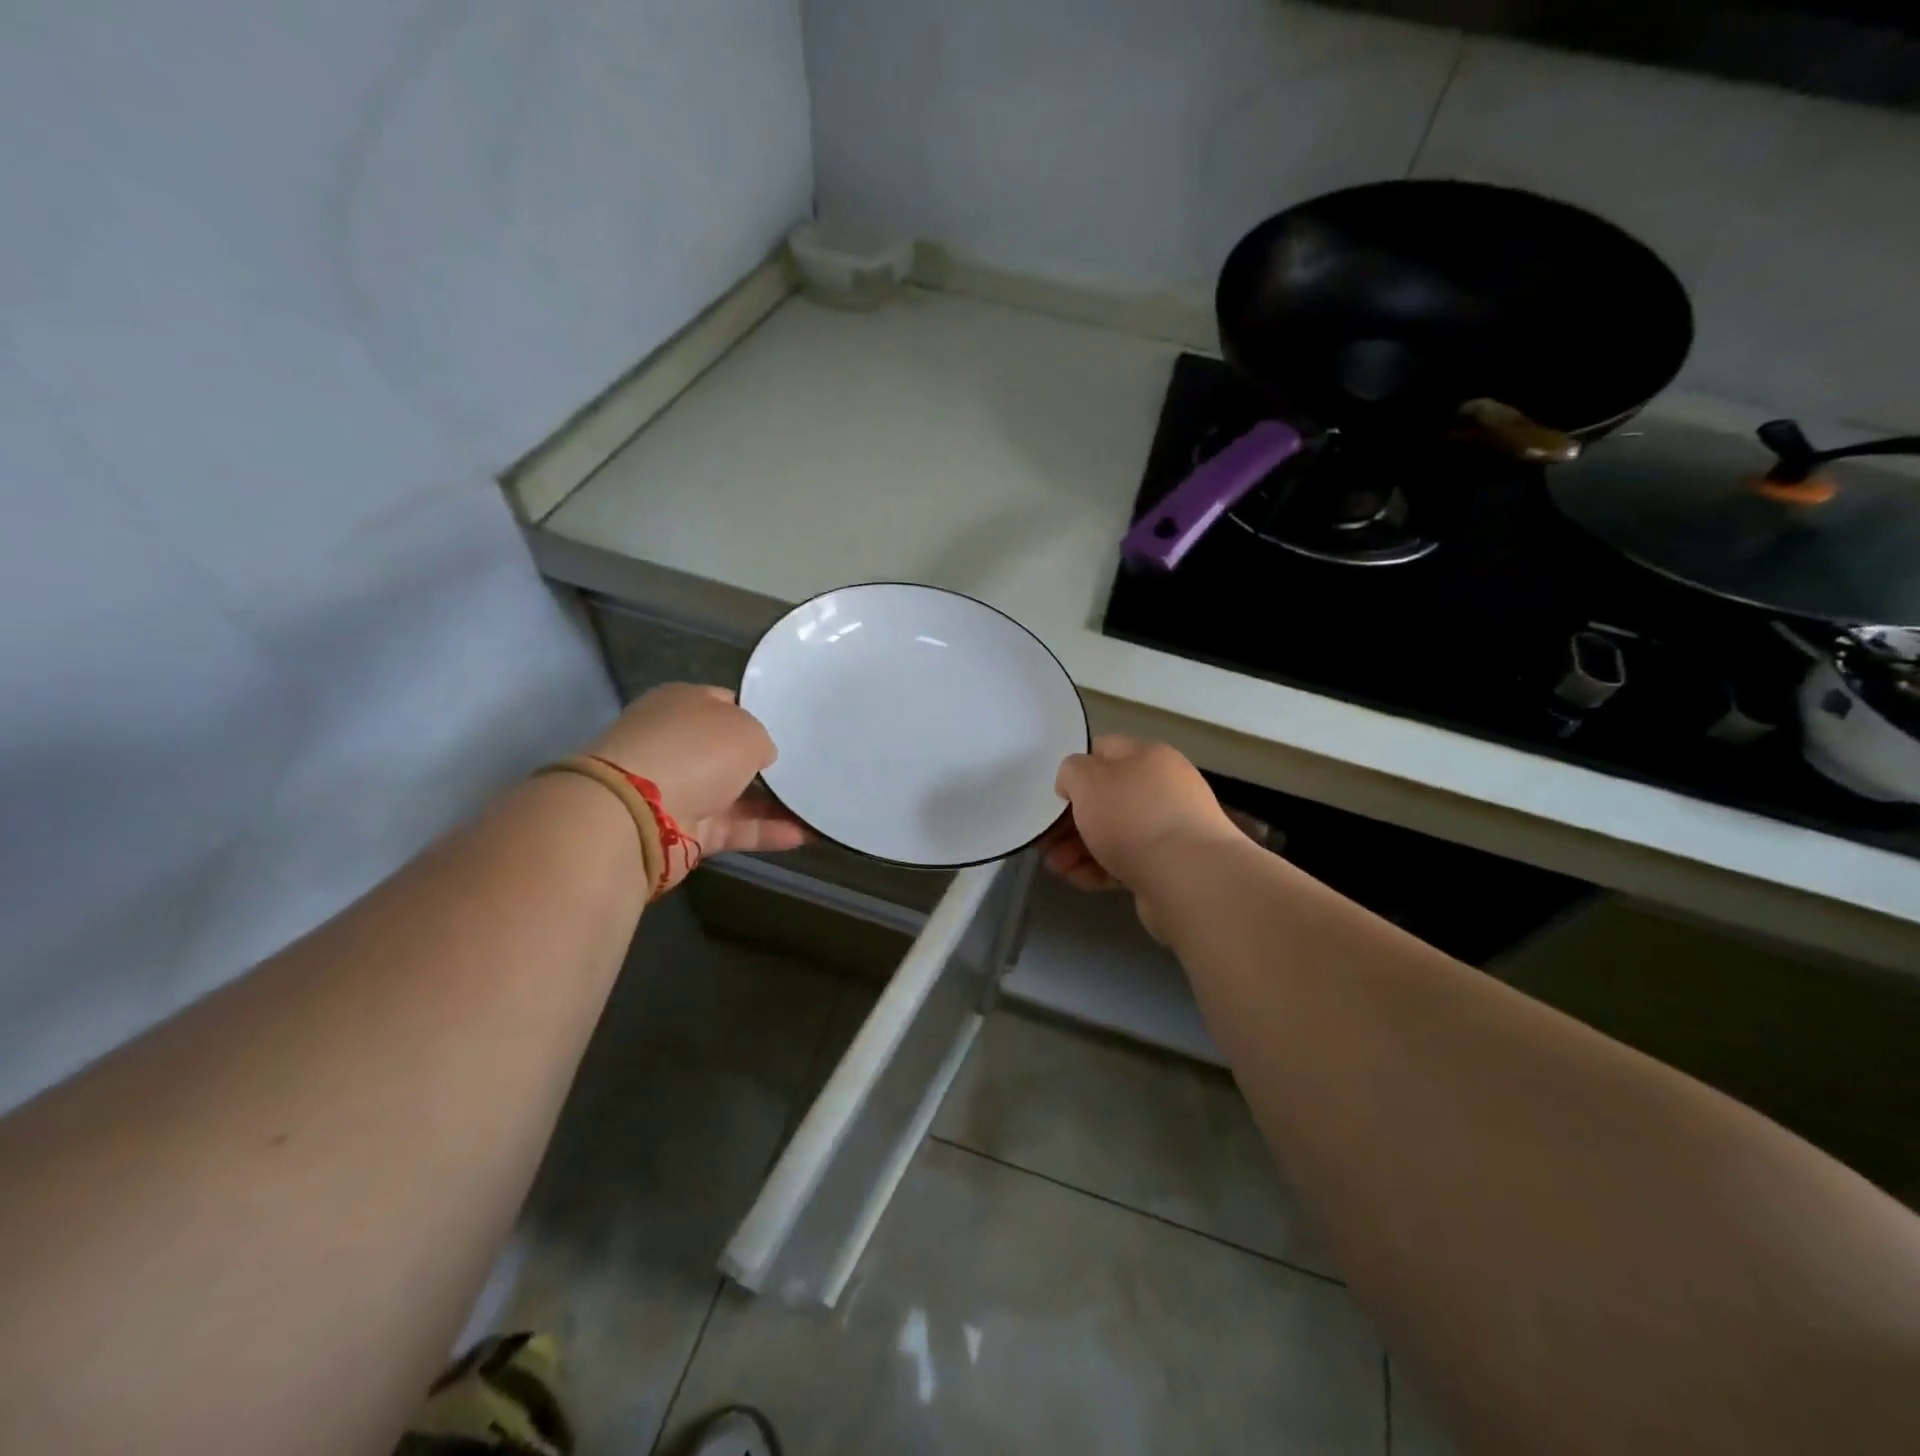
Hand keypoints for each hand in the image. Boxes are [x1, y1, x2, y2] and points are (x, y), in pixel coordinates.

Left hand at [585, 684, 806, 890]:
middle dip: (768, 762)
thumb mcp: (746, 729)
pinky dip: (767, 831)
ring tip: (818, 805)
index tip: (793, 730)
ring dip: (775, 802)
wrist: (639, 813)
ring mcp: (680, 789)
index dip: (760, 715)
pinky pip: (735, 828)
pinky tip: (806, 834)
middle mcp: (678, 744)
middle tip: (812, 767)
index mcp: (683, 705)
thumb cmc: (694, 751)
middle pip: (731, 752)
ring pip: (737, 794)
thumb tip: (761, 758)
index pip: (727, 705)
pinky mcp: (686, 831)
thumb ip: (762, 741)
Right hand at [1047, 736, 1244, 936]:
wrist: (1189, 878)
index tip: (1053, 796)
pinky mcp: (1169, 865)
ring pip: (1113, 833)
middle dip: (1070, 820)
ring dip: (1079, 848)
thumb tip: (1076, 783)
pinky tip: (1080, 880)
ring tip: (1056, 867)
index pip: (1103, 750)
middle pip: (1105, 798)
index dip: (1074, 770)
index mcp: (1149, 757)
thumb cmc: (1133, 817)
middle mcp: (1163, 788)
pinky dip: (1100, 869)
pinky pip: (1127, 861)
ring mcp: (1169, 828)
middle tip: (1045, 841)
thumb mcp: (1087, 779)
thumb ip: (1071, 771)